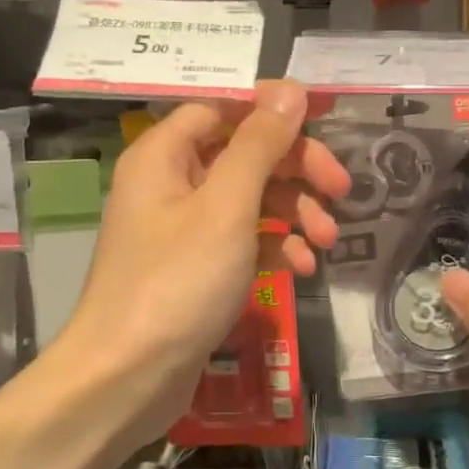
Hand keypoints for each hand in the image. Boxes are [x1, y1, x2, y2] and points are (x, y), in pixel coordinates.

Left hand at [59, 79, 348, 449]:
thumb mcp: (227, 206)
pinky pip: (242, 239)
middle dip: (295, 168)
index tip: (321, 120)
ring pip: (248, 197)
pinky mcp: (196, 267)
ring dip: (292, 210)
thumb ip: (260, 144)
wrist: (127, 379)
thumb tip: (289, 88)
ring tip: (326, 240)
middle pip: (242, 152)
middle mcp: (170, 182)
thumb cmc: (177, 282)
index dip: (271, 109)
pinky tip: (302, 267)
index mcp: (164, 154)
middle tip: (341, 189)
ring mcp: (183, 228)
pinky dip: (274, 245)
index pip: (222, 107)